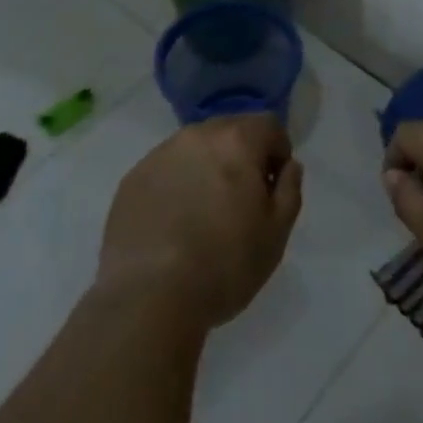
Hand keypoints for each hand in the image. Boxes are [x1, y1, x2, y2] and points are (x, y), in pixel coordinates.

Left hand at [98, 114, 304, 330]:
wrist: (148, 297)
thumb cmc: (224, 265)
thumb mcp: (276, 234)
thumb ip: (290, 190)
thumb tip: (289, 166)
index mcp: (236, 141)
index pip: (268, 125)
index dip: (278, 152)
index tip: (273, 187)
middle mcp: (197, 136)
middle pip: (229, 131)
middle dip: (242, 156)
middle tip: (241, 201)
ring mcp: (159, 155)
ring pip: (195, 149)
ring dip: (206, 169)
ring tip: (203, 214)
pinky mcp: (132, 179)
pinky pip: (165, 170)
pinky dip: (176, 186)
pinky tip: (173, 225)